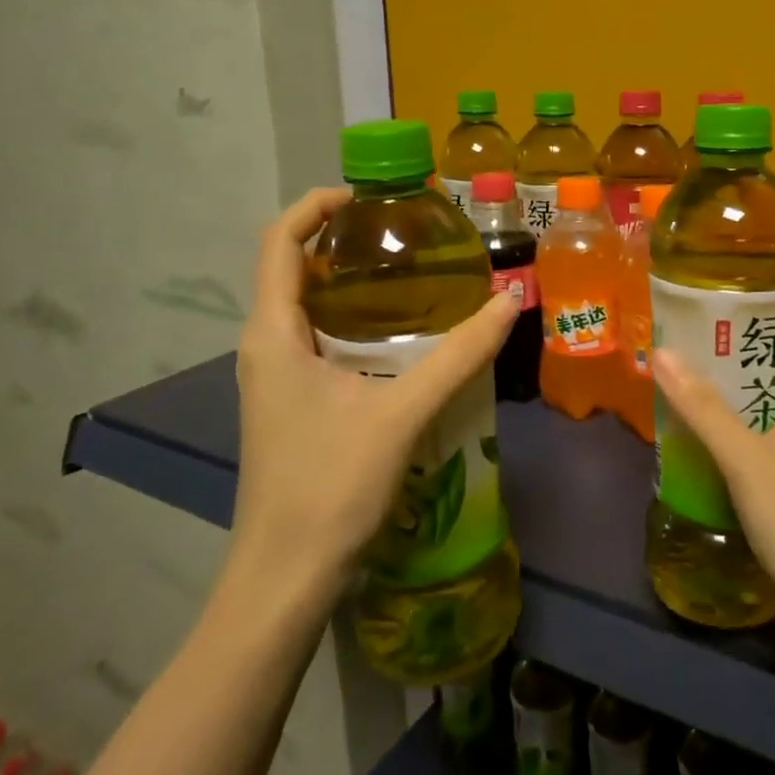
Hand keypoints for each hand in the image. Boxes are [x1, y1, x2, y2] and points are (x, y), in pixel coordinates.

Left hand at [225, 188, 516, 608]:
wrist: (284, 578)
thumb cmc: (329, 487)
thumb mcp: (401, 413)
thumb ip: (458, 355)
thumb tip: (509, 301)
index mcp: (273, 335)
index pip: (278, 244)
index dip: (314, 207)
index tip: (366, 196)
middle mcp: (265, 347)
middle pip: (291, 270)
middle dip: (338, 240)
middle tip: (402, 233)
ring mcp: (274, 380)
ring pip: (304, 308)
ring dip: (346, 282)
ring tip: (407, 273)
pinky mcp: (291, 405)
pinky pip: (315, 341)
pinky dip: (351, 321)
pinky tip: (397, 339)